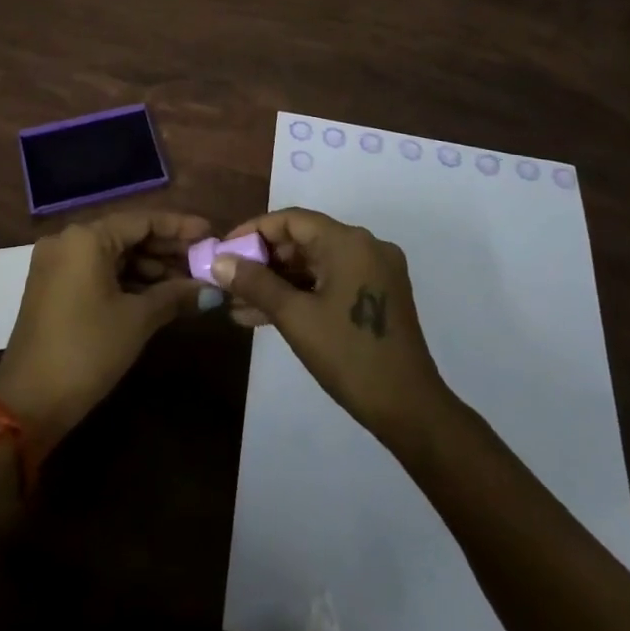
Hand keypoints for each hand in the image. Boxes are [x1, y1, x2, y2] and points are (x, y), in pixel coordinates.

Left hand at [0, 208, 209, 445]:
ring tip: (187, 283)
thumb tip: (211, 289)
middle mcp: (68, 240)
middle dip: (166, 250)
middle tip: (203, 262)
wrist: (29, 402)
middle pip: (127, 236)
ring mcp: (57, 264)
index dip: (179, 227)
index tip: (210, 233)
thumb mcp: (137, 320)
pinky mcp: (53, 288)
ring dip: (149, 268)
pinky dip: (126, 281)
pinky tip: (158, 295)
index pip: (142, 221)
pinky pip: (98, 272)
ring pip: (113, 255)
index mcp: (86, 237)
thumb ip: (175, 295)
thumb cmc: (87, 350)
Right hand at [213, 207, 451, 443]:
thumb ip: (255, 283)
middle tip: (228, 282)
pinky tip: (266, 315)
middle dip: (263, 262)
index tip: (224, 252)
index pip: (291, 220)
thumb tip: (219, 262)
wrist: (410, 411)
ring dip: (278, 283)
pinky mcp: (378, 295)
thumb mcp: (295, 317)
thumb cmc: (349, 356)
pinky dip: (301, 294)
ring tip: (238, 306)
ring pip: (314, 265)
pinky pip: (330, 282)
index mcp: (349, 242)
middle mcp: (365, 246)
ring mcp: (374, 271)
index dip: (253, 232)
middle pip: (303, 240)